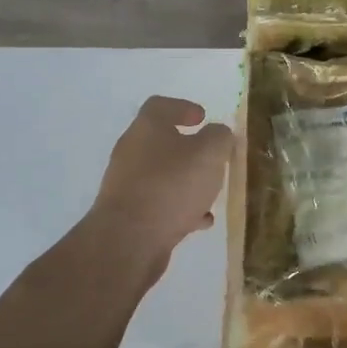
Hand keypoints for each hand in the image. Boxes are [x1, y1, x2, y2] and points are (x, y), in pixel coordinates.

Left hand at [92, 96, 233, 262]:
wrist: (129, 241)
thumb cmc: (171, 186)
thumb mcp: (209, 154)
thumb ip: (219, 138)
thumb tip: (218, 134)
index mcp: (147, 128)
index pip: (161, 106)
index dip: (183, 107)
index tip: (203, 118)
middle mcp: (131, 152)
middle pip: (161, 142)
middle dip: (190, 149)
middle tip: (213, 158)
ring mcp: (126, 185)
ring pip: (162, 176)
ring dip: (186, 181)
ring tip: (211, 193)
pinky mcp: (128, 215)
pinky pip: (158, 204)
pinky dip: (179, 208)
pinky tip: (199, 221)